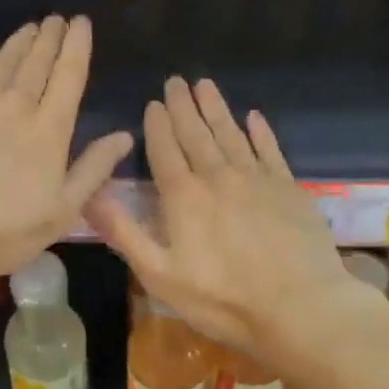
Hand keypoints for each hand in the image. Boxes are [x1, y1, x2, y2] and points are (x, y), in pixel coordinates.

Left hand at [0, 15, 134, 304]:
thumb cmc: (3, 232)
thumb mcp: (62, 212)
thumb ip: (94, 170)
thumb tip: (123, 136)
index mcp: (48, 130)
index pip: (68, 76)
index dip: (77, 47)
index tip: (81, 24)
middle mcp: (13, 106)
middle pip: (35, 62)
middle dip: (49, 37)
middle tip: (55, 19)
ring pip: (1, 62)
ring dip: (18, 43)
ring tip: (28, 29)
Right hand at [87, 77, 371, 363]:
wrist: (300, 307)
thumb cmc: (223, 300)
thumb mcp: (159, 275)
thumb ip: (125, 233)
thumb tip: (89, 197)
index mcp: (184, 197)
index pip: (165, 150)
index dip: (158, 126)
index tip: (153, 103)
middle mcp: (218, 177)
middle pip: (197, 134)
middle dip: (183, 107)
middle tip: (176, 81)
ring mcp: (257, 180)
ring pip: (231, 134)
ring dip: (216, 109)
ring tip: (205, 85)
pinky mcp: (290, 189)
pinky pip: (270, 150)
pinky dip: (260, 132)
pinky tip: (254, 117)